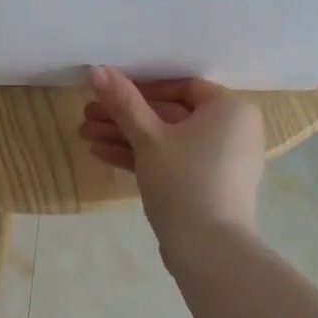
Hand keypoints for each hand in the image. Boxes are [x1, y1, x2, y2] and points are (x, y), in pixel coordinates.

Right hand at [79, 67, 265, 240]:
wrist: (208, 248)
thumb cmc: (184, 180)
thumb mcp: (148, 138)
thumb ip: (123, 102)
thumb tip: (96, 69)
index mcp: (230, 109)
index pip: (181, 87)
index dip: (140, 88)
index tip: (108, 94)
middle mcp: (232, 129)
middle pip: (170, 114)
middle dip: (125, 116)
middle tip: (86, 115)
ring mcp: (220, 160)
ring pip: (167, 140)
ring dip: (125, 136)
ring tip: (85, 135)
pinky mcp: (206, 184)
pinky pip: (173, 161)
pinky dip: (142, 157)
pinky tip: (102, 154)